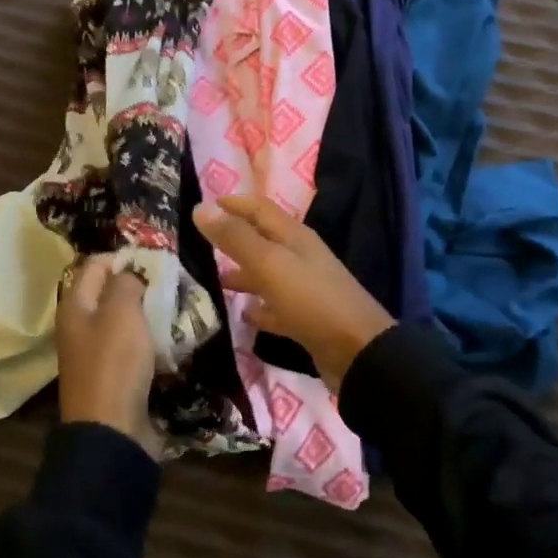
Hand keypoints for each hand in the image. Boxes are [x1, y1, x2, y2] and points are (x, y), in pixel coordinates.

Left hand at [55, 255, 161, 456]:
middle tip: (173, 282)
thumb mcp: (121, 312)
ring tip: (179, 306)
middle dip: (142, 284)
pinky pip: (135, 346)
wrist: (112, 431)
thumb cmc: (114, 363)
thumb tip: (132, 272)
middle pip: (111, 291)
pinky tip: (174, 337)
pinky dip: (152, 339)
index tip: (157, 258)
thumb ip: (126, 283)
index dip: (124, 256)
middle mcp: (81, 325)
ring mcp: (97, 352)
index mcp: (75, 305)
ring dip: (150, 312)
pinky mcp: (115, 374)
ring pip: (126, 319)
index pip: (96, 264)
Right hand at [193, 196, 393, 389]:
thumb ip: (236, 238)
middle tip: (199, 244)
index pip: (260, 209)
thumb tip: (200, 208)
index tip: (204, 206)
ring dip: (242, 274)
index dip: (234, 204)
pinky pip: (276, 307)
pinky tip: (242, 314)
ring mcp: (305, 289)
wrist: (358, 353)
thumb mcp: (270, 264)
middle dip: (233, 239)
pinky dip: (259, 308)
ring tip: (212, 279)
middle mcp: (300, 257)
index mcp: (294, 237)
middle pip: (263, 240)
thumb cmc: (312, 300)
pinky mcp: (306, 320)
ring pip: (267, 274)